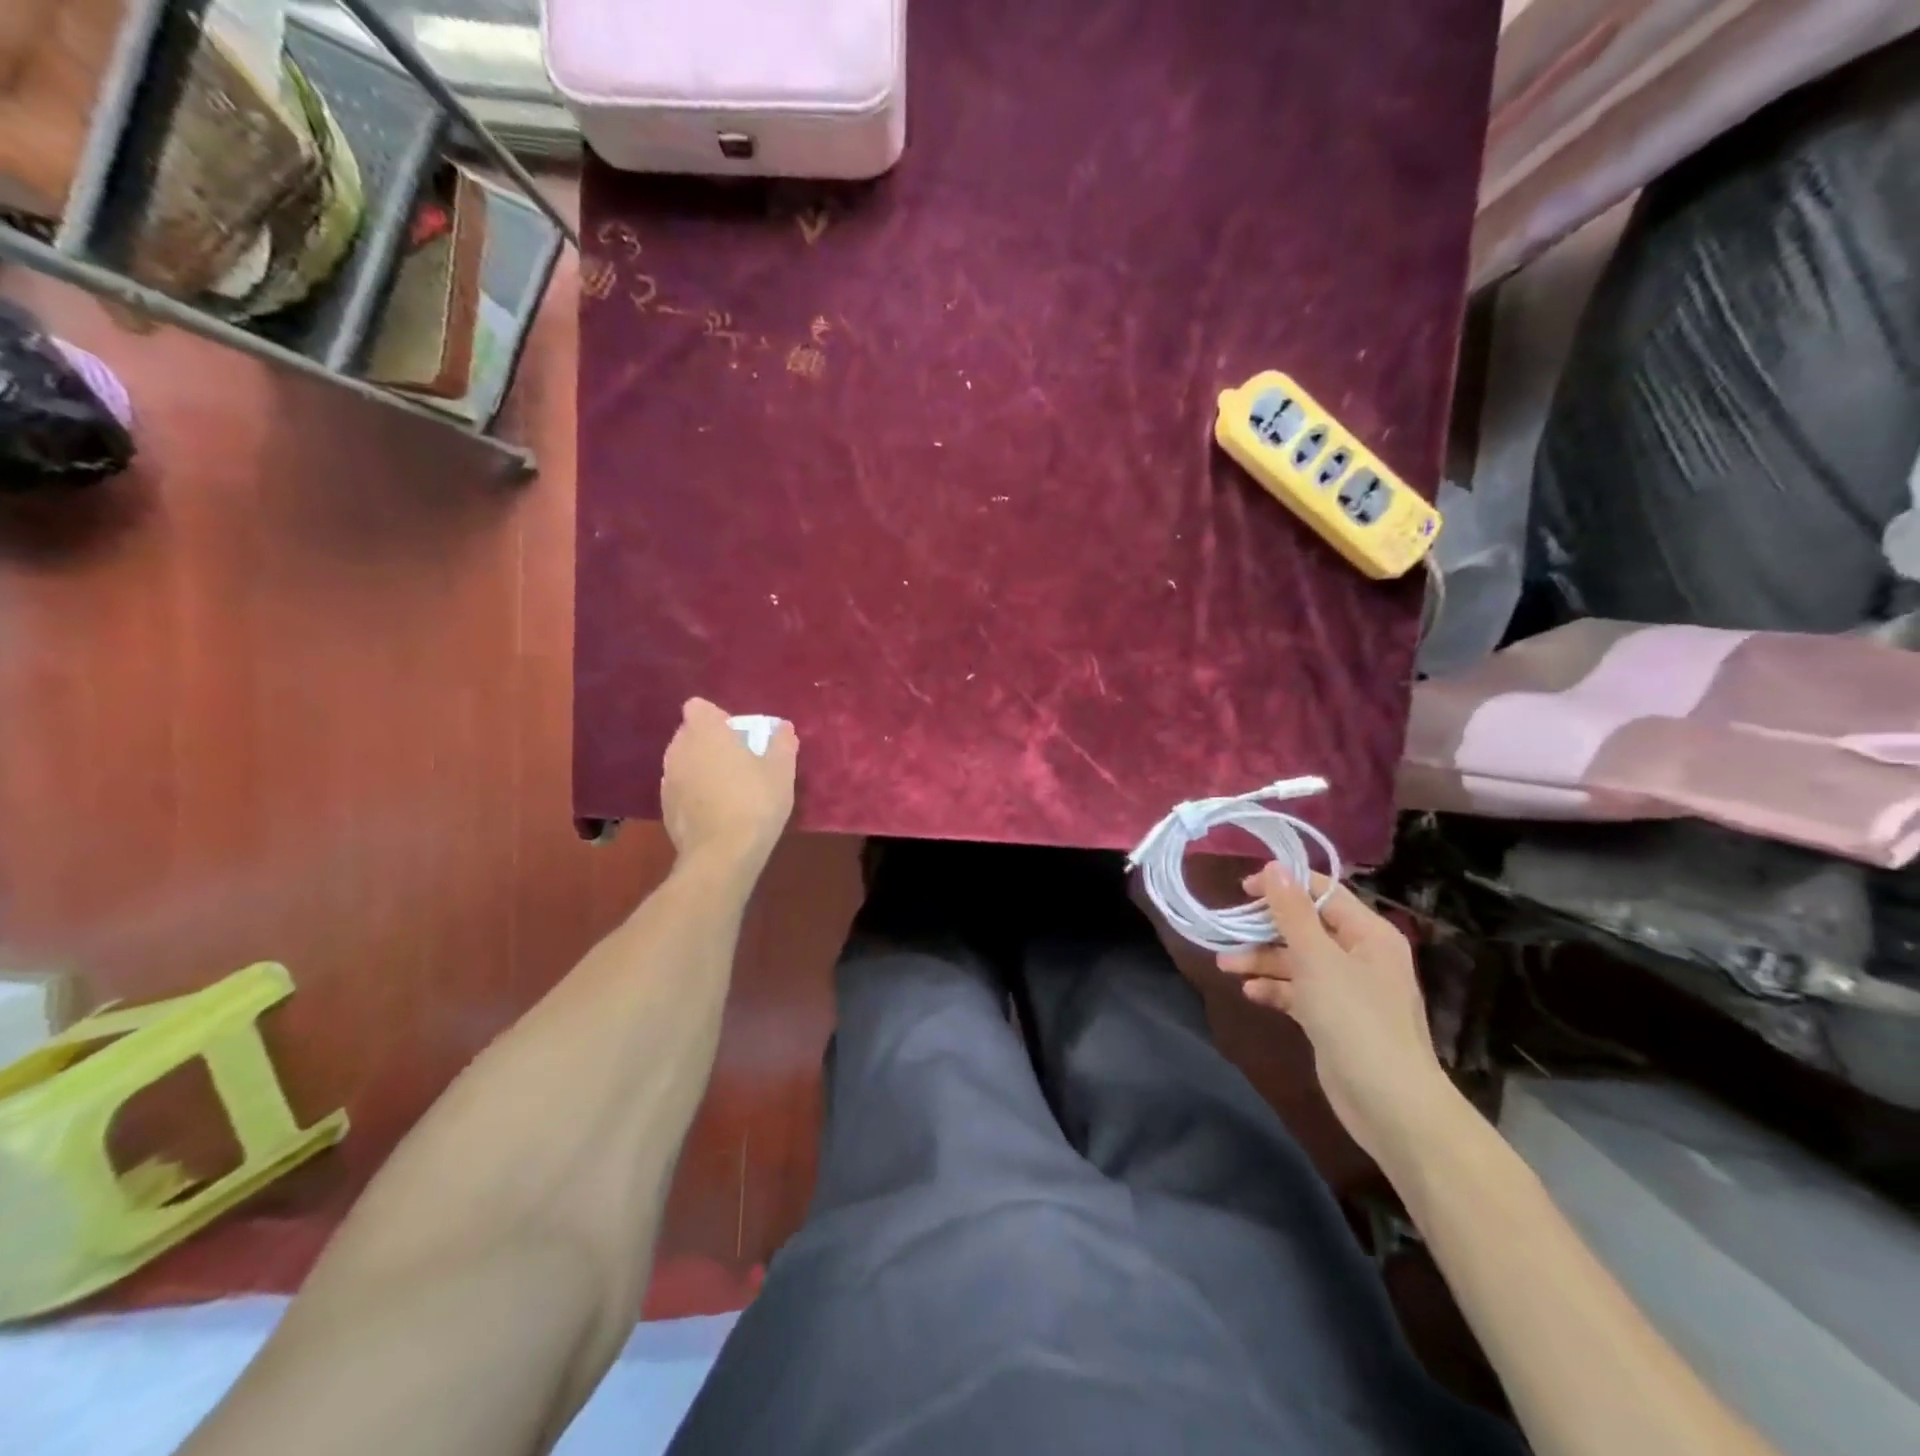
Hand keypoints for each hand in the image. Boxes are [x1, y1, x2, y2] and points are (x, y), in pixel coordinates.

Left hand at [660, 699, 797, 874]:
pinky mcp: (664, 808)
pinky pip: (681, 788)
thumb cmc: (755, 802)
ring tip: (727, 787)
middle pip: (690, 734)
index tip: (738, 734)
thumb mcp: (782, 770)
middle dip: (709, 741)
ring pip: (684, 762)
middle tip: (738, 759)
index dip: (717, 717)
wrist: (723, 854)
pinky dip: (694, 792)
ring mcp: (668, 780)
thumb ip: (782, 743)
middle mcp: (678, 750)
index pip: (699, 707)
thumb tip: (783, 729)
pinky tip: (716, 810)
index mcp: (704, 732)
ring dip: (700, 767)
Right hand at [1218, 866, 1450, 1165]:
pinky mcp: (1333, 1019)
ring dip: (1262, 961)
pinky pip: (1298, 992)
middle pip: (1306, 928)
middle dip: (1265, 929)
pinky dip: (1275, 989)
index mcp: (1368, 934)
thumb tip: (1274, 867)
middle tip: (1227, 930)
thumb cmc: (1355, 1019)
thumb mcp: (1318, 959)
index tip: (1241, 889)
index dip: (1283, 886)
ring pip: (1297, 961)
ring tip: (1225, 965)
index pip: (1323, 893)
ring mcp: (1347, 990)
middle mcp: (1360, 956)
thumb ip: (1292, 913)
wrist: (1389, 1104)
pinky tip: (1249, 992)